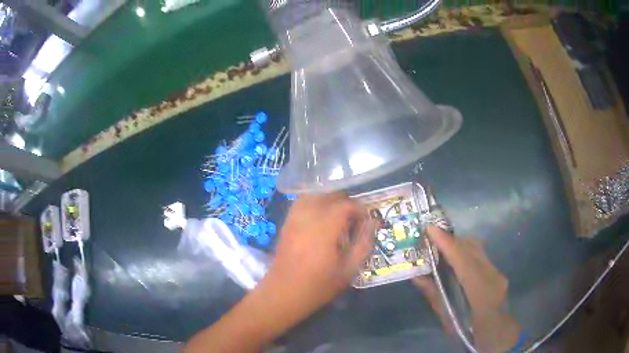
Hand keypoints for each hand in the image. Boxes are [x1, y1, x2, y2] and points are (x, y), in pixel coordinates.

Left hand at [265, 193, 375, 316]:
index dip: (359, 209)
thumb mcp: (348, 270)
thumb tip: (372, 223)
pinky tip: (319, 220)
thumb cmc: (318, 286)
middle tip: (354, 221)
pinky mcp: (285, 224)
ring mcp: (293, 219)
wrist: (283, 294)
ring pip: (313, 196)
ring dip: (328, 201)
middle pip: (328, 196)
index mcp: (324, 229)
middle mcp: (307, 218)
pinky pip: (300, 204)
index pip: (345, 205)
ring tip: (337, 217)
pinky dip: (313, 204)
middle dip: (345, 204)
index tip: (366, 222)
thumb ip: (363, 244)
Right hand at [416, 226, 520, 352]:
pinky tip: (455, 259)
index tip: (430, 228)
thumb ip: (435, 297)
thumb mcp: (449, 321)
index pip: (464, 262)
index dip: (448, 244)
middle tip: (430, 236)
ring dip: (458, 244)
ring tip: (440, 245)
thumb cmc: (471, 333)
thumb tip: (418, 277)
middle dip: (451, 239)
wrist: (499, 337)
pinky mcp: (498, 273)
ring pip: (478, 249)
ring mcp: (498, 273)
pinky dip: (466, 251)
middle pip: (473, 249)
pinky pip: (480, 255)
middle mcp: (493, 277)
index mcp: (481, 294)